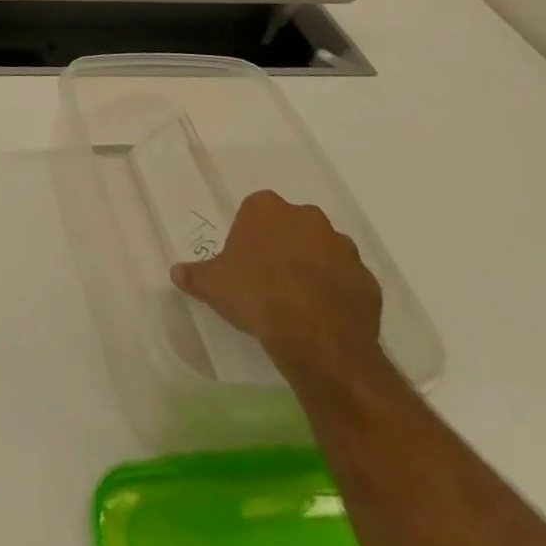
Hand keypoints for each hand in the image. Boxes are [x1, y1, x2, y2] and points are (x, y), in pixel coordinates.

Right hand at [170, 190, 384, 380]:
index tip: (244, 259)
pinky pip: (348, 282)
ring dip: (315, 267)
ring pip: (325, 251)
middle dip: (285, 245)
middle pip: (293, 226)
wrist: (316, 336)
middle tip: (270, 277)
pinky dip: (338, 293)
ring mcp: (343, 248)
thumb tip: (176, 273)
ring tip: (299, 300)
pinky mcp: (369, 281)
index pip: (255, 210)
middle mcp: (308, 218)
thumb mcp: (213, 285)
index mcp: (266, 209)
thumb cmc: (256, 295)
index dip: (250, 234)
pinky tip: (323, 316)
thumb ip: (194, 275)